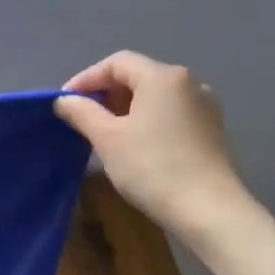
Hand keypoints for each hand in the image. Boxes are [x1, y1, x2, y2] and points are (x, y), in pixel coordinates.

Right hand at [55, 52, 274, 274]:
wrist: (208, 211)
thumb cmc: (151, 167)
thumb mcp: (106, 138)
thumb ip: (82, 112)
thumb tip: (64, 100)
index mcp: (162, 77)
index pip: (116, 63)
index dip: (86, 78)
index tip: (65, 102)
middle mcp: (188, 83)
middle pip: (138, 75)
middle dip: (105, 92)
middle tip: (81, 117)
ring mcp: (204, 106)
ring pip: (154, 95)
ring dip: (125, 106)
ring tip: (103, 131)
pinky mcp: (210, 129)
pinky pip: (170, 112)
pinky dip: (146, 118)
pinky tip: (133, 142)